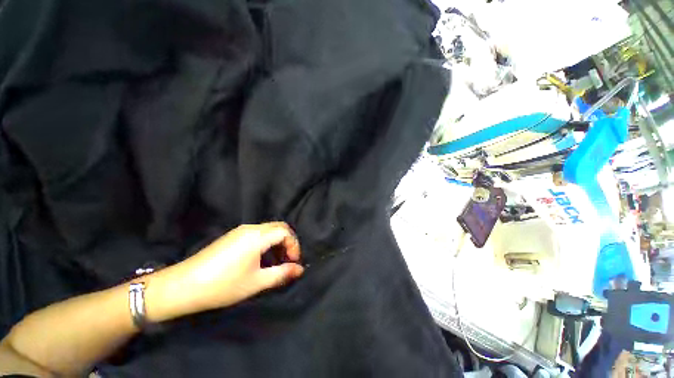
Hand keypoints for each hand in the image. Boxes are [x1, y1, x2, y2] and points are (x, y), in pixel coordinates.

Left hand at [146, 222, 303, 321]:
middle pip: (279, 227)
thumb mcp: (256, 282)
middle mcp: (251, 228)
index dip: (294, 245)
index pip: (286, 232)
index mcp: (257, 236)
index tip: (293, 262)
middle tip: (288, 260)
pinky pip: (257, 233)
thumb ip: (281, 274)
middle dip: (288, 242)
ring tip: (276, 261)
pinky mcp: (232, 236)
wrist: (182, 286)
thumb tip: (300, 269)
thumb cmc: (223, 285)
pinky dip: (267, 242)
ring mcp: (240, 230)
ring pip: (268, 229)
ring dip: (277, 242)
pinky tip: (261, 258)